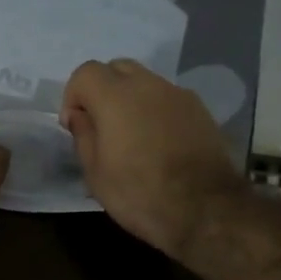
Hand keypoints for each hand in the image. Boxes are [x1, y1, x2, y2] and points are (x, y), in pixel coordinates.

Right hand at [60, 59, 247, 257]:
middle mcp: (148, 85)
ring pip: (145, 82)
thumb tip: (80, 115)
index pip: (85, 72)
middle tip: (101, 124)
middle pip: (117, 68)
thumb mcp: (95, 173)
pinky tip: (159, 143)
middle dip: (103, 89)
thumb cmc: (139, 193)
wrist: (206, 211)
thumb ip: (83, 135)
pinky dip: (156, 111)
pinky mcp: (201, 111)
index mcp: (115, 96)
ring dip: (131, 99)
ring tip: (132, 136)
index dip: (74, 96)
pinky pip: (168, 99)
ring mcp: (179, 95)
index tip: (75, 126)